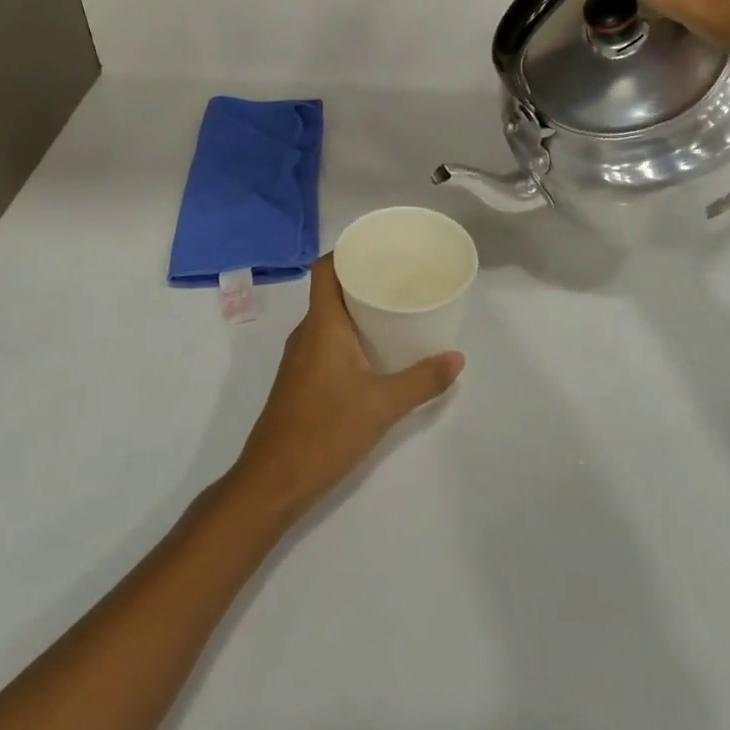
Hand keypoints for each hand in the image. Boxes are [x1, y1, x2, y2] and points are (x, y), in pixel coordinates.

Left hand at [230, 257, 462, 521]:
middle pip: (331, 290)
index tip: (379, 247)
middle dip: (363, 279)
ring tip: (395, 308)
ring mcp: (300, 358)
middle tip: (401, 277)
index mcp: (322, 325)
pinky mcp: (301, 380)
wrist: (272, 482)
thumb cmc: (325, 431)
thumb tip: (457, 358)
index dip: (348, 251)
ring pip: (329, 318)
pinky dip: (350, 334)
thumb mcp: (382, 405)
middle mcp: (307, 333)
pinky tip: (375, 350)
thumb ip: (422, 380)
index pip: (325, 269)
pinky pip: (326, 340)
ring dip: (357, 309)